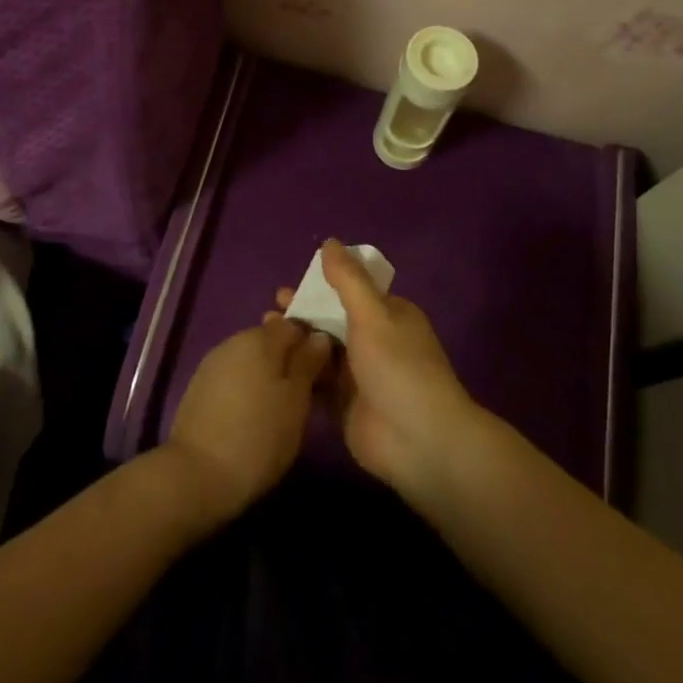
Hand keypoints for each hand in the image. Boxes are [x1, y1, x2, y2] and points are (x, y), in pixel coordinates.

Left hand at [162, 314, 332, 525]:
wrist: (195, 475)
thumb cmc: (258, 436)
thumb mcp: (296, 402)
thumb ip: (308, 363)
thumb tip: (319, 337)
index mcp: (261, 338)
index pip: (295, 324)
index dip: (312, 342)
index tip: (323, 370)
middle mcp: (235, 341)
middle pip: (271, 340)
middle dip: (289, 360)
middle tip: (305, 393)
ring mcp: (214, 363)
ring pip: (252, 359)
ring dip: (267, 374)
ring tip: (279, 407)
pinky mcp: (200, 386)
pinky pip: (234, 376)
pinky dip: (247, 387)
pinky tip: (252, 414)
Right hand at [278, 239, 482, 497]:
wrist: (418, 441)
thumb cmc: (397, 368)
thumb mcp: (373, 315)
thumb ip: (348, 280)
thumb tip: (329, 241)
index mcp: (389, 314)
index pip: (352, 290)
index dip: (323, 283)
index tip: (292, 281)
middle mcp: (375, 340)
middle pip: (334, 319)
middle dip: (305, 311)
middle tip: (271, 307)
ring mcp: (360, 374)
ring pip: (323, 349)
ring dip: (298, 339)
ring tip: (264, 331)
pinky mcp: (345, 404)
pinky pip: (318, 381)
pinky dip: (299, 370)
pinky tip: (272, 365)